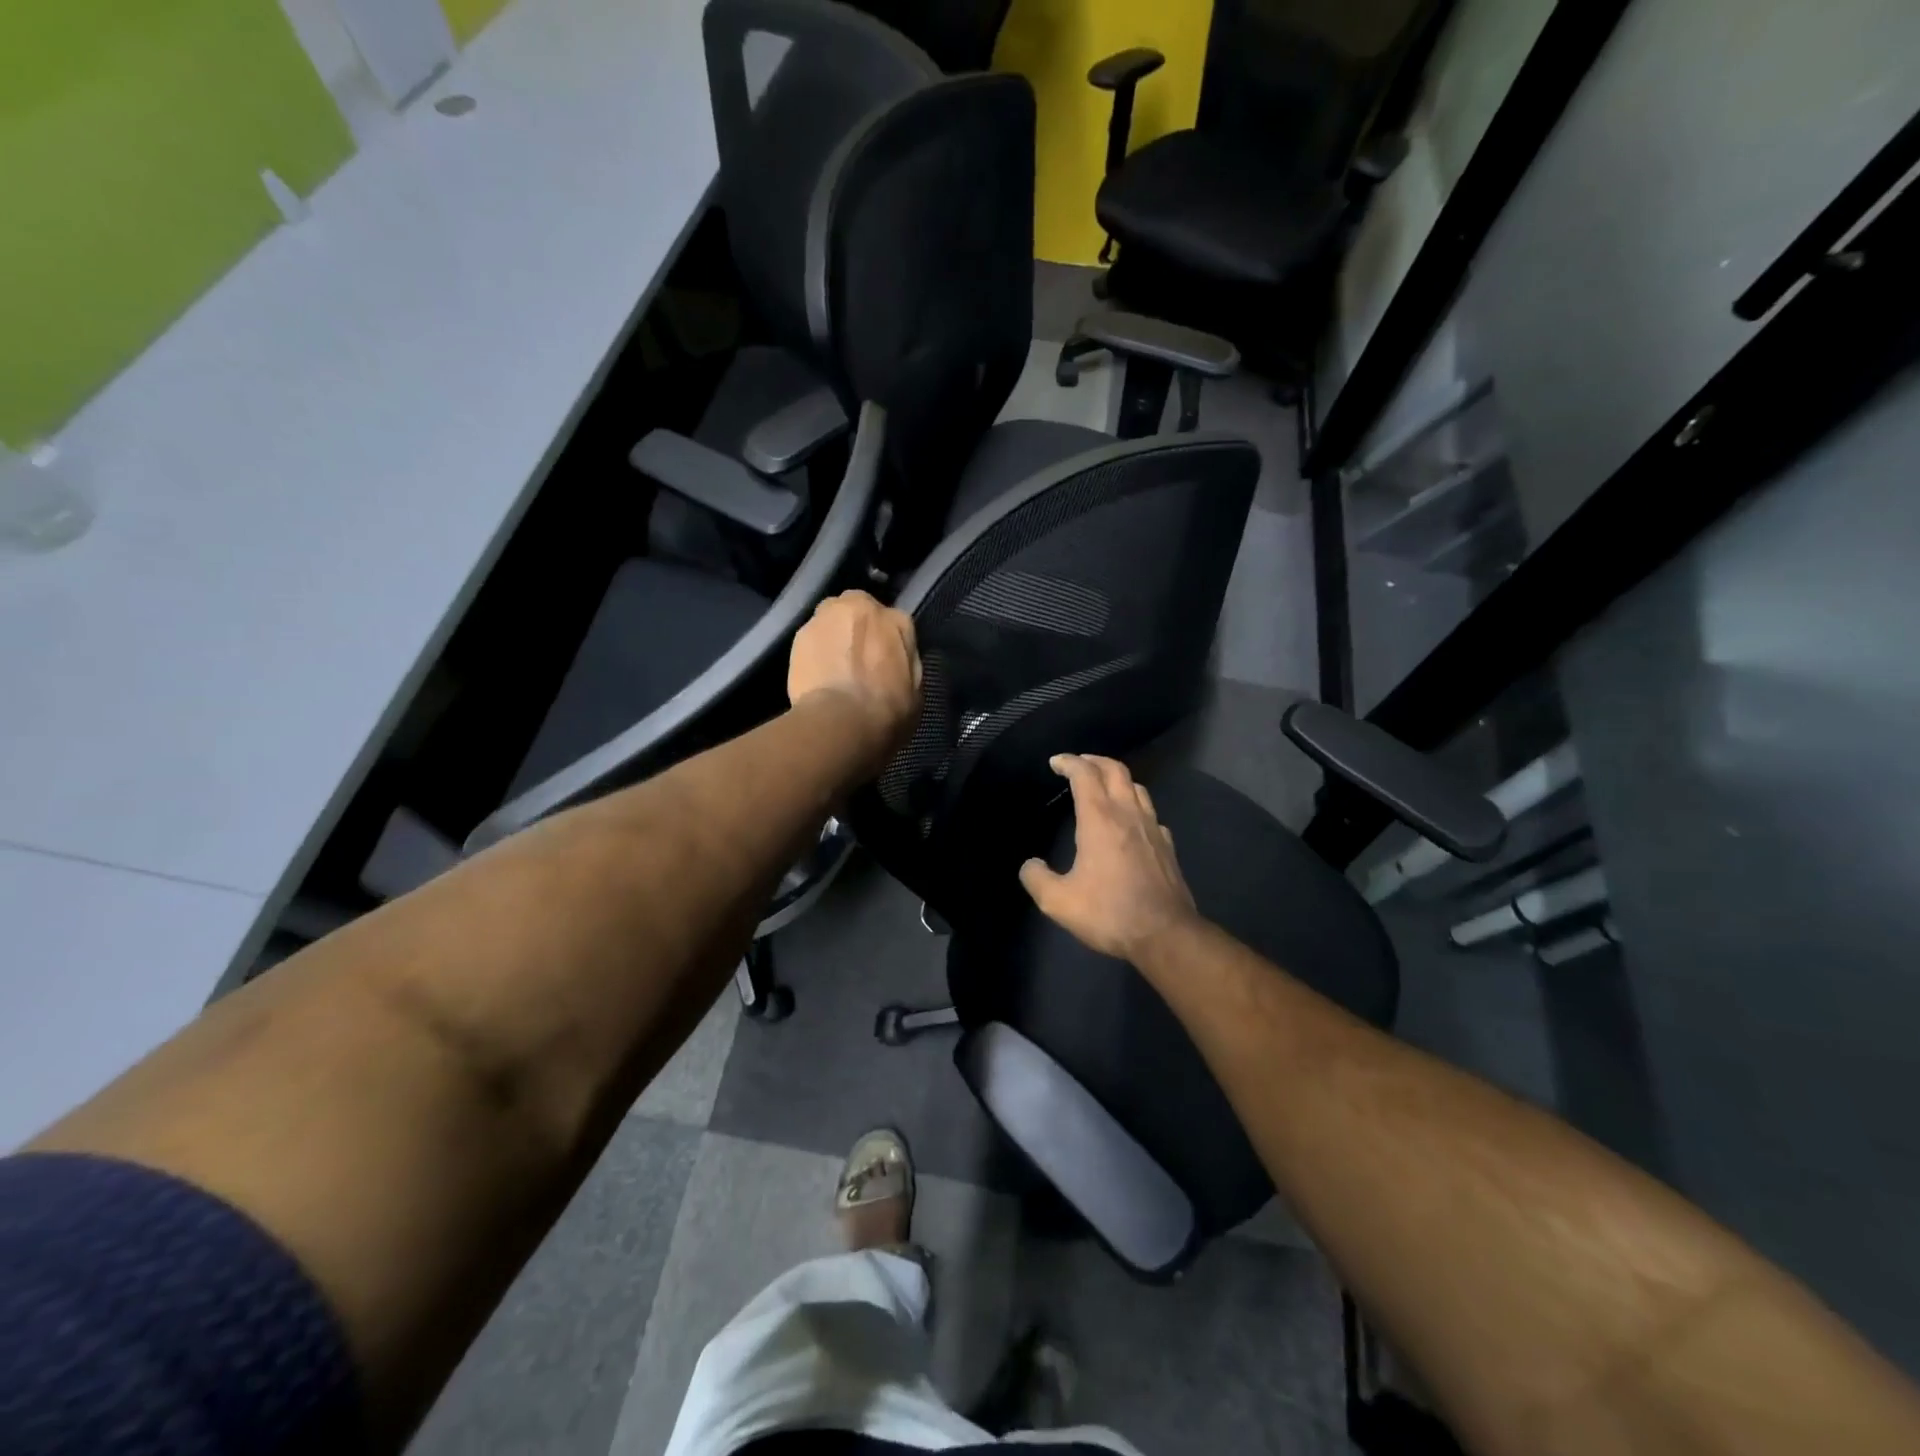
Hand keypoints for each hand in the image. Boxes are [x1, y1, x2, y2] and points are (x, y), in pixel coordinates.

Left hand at [788, 590, 921, 767]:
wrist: (841, 722)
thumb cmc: (887, 711)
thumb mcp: (916, 691)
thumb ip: (907, 664)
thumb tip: (897, 660)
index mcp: (897, 621)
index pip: (896, 623)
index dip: (890, 643)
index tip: (886, 662)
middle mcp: (862, 607)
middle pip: (859, 609)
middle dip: (859, 627)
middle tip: (858, 658)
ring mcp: (827, 617)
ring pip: (831, 618)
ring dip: (835, 634)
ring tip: (834, 665)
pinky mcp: (800, 634)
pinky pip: (812, 638)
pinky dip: (815, 651)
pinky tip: (817, 674)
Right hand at [1019, 754, 1199, 962]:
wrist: (1165, 935)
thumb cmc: (1109, 912)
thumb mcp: (1059, 902)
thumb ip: (1037, 879)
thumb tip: (1030, 865)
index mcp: (1100, 819)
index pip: (1085, 774)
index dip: (1069, 762)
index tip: (1055, 762)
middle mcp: (1128, 814)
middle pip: (1115, 770)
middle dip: (1094, 760)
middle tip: (1078, 763)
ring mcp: (1153, 828)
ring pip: (1137, 787)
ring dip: (1117, 778)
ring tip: (1103, 785)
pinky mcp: (1167, 846)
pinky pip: (1150, 813)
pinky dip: (1135, 805)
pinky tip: (1130, 821)